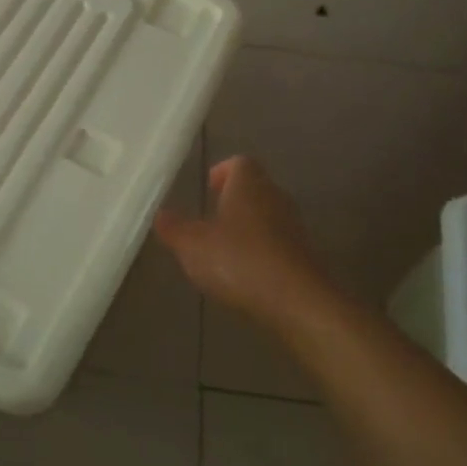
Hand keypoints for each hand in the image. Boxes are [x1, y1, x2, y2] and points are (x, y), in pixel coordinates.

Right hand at [154, 156, 331, 326]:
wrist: (298, 303)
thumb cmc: (239, 262)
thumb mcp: (192, 246)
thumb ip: (174, 228)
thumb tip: (162, 214)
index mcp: (249, 186)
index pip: (240, 163)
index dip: (222, 172)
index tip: (207, 188)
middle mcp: (275, 198)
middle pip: (255, 188)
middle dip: (234, 200)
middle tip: (210, 219)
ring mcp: (294, 228)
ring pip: (268, 216)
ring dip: (248, 227)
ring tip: (224, 249)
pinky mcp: (304, 256)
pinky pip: (278, 243)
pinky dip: (262, 251)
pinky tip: (246, 274)